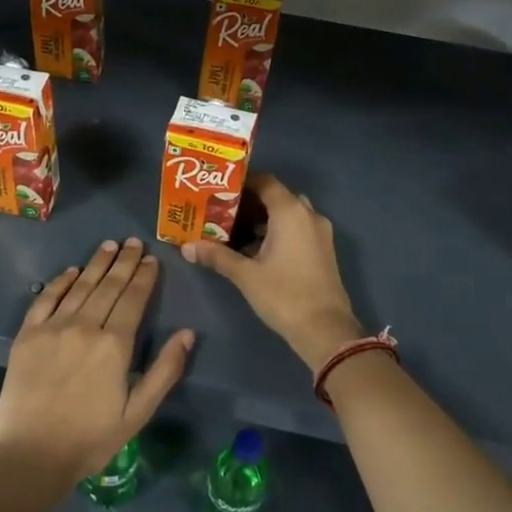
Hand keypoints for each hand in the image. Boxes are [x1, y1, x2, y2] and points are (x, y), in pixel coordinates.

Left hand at [0, 237, 194, 487]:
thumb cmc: (90, 439)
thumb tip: (187, 334)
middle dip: (124, 262)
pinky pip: (45, 299)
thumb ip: (165, 371)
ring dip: (96, 264)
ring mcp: (52, 328)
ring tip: (109, 246)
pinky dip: (60, 282)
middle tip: (134, 242)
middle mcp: (84, 327)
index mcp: (115, 345)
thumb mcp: (138, 412)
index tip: (152, 259)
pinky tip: (71, 271)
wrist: (30, 457)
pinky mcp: (27, 336)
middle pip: (108, 286)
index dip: (145, 277)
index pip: (134, 299)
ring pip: (80, 286)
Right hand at [182, 174, 362, 370]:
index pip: (265, 182)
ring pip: (288, 214)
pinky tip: (255, 249)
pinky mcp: (323, 250)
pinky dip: (278, 232)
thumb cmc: (284, 295)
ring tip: (233, 230)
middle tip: (222, 211)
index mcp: (290, 211)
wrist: (325, 329)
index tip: (218, 191)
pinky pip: (298, 229)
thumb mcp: (245, 275)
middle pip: (277, 196)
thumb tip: (186, 247)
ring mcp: (320, 233)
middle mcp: (308, 215)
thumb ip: (216, 256)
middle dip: (250, 202)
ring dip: (264, 219)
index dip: (242, 183)